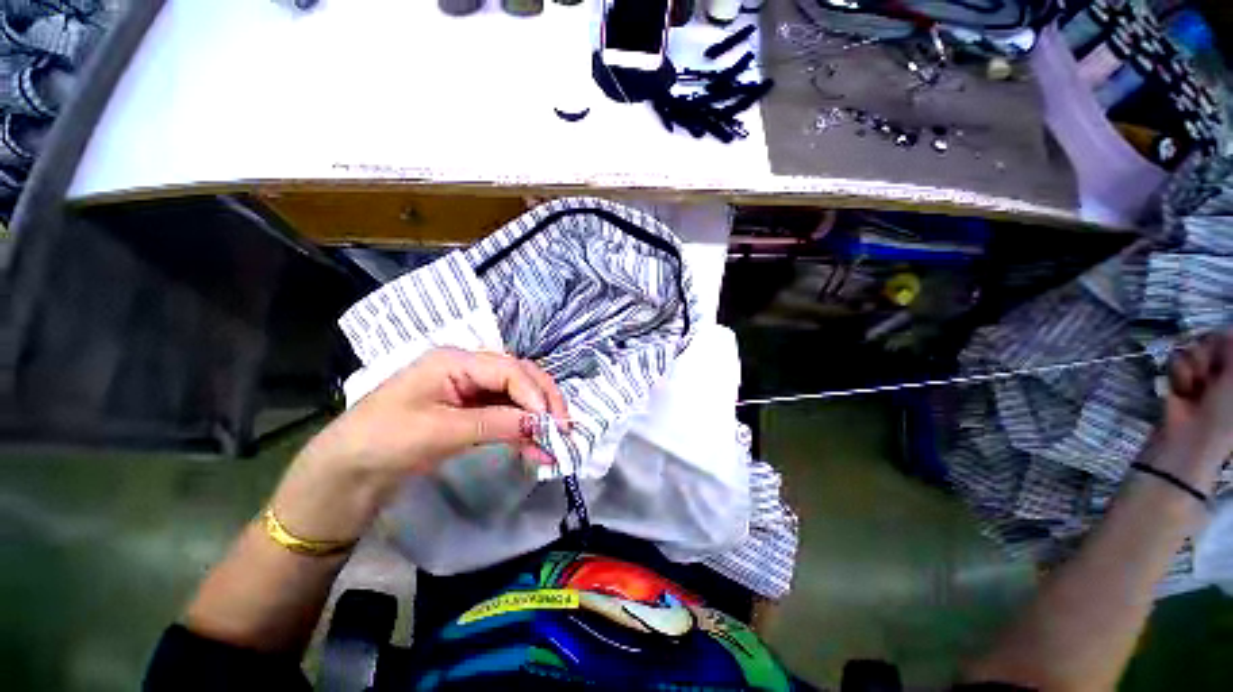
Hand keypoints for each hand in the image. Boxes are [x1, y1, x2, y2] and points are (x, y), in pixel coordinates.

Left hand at [271, 348, 569, 542]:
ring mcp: (471, 390)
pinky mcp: (471, 412)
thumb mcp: (441, 431)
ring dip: (537, 419)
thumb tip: (542, 425)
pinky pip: (506, 416)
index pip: (510, 370)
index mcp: (456, 361)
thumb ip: (497, 423)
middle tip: (563, 428)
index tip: (552, 423)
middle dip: (544, 401)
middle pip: (520, 377)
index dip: (535, 395)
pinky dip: (523, 431)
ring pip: (517, 397)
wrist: (345, 473)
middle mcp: (468, 369)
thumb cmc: (383, 441)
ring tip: (555, 444)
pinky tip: (536, 449)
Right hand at [1156, 331, 1232, 488]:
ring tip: (1197, 384)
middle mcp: (1225, 374)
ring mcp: (1203, 377)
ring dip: (1195, 364)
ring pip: (1196, 350)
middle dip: (1212, 351)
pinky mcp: (1181, 380)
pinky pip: (1177, 362)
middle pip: (1217, 342)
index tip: (1227, 343)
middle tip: (1212, 370)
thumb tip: (1229, 328)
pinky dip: (1180, 373)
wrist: (1190, 439)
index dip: (1229, 342)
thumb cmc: (1225, 414)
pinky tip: (1183, 389)